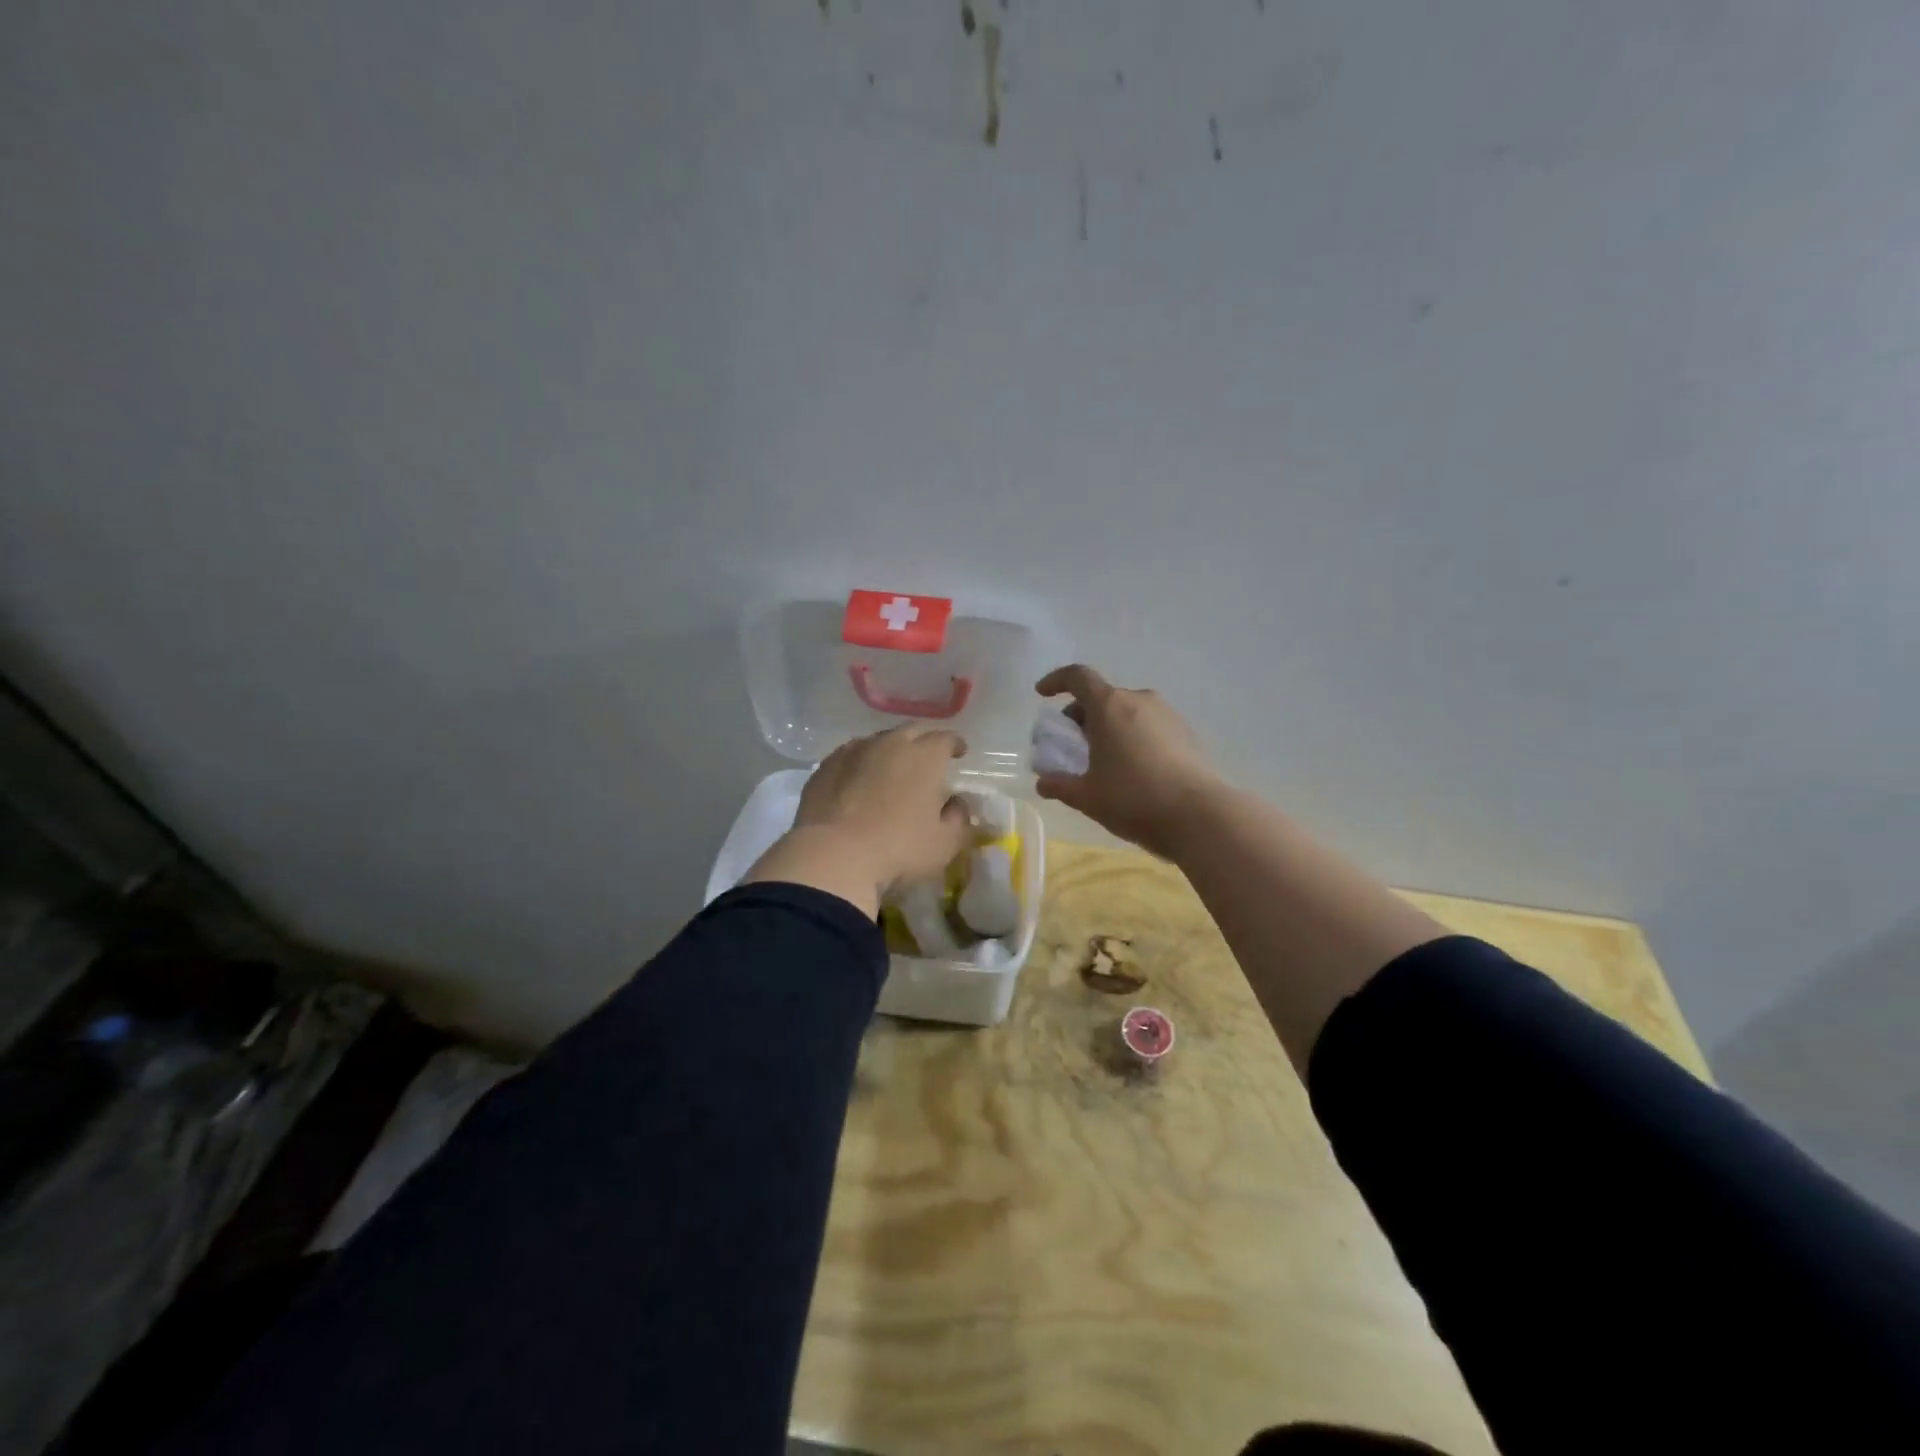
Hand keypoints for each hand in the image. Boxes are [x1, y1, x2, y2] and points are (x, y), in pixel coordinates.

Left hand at [743, 726, 970, 916]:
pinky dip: (860, 764)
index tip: (959, 753)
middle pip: (911, 731)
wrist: (832, 856)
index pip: (946, 739)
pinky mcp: (825, 767)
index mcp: (924, 756)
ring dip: (890, 751)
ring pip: (878, 741)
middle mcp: (889, 744)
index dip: (955, 744)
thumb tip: (956, 804)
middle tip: (927, 758)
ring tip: (891, 769)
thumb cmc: (898, 849)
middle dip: (923, 741)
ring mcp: (853, 751)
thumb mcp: (944, 844)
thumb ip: (958, 819)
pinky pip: (850, 757)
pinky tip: (858, 781)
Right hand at [1033, 665, 1220, 858]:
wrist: (1198, 815)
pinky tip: (1134, 769)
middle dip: (1083, 715)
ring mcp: (1167, 715)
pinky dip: (1133, 737)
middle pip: (1103, 696)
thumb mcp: (1087, 797)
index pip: (1078, 677)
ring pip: (1128, 711)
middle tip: (1073, 743)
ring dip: (1110, 727)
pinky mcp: (1187, 733)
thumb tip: (1044, 783)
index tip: (1043, 694)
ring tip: (1104, 759)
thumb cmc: (1133, 799)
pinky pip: (1149, 726)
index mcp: (1109, 706)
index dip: (1057, 681)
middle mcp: (1139, 700)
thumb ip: (1060, 785)